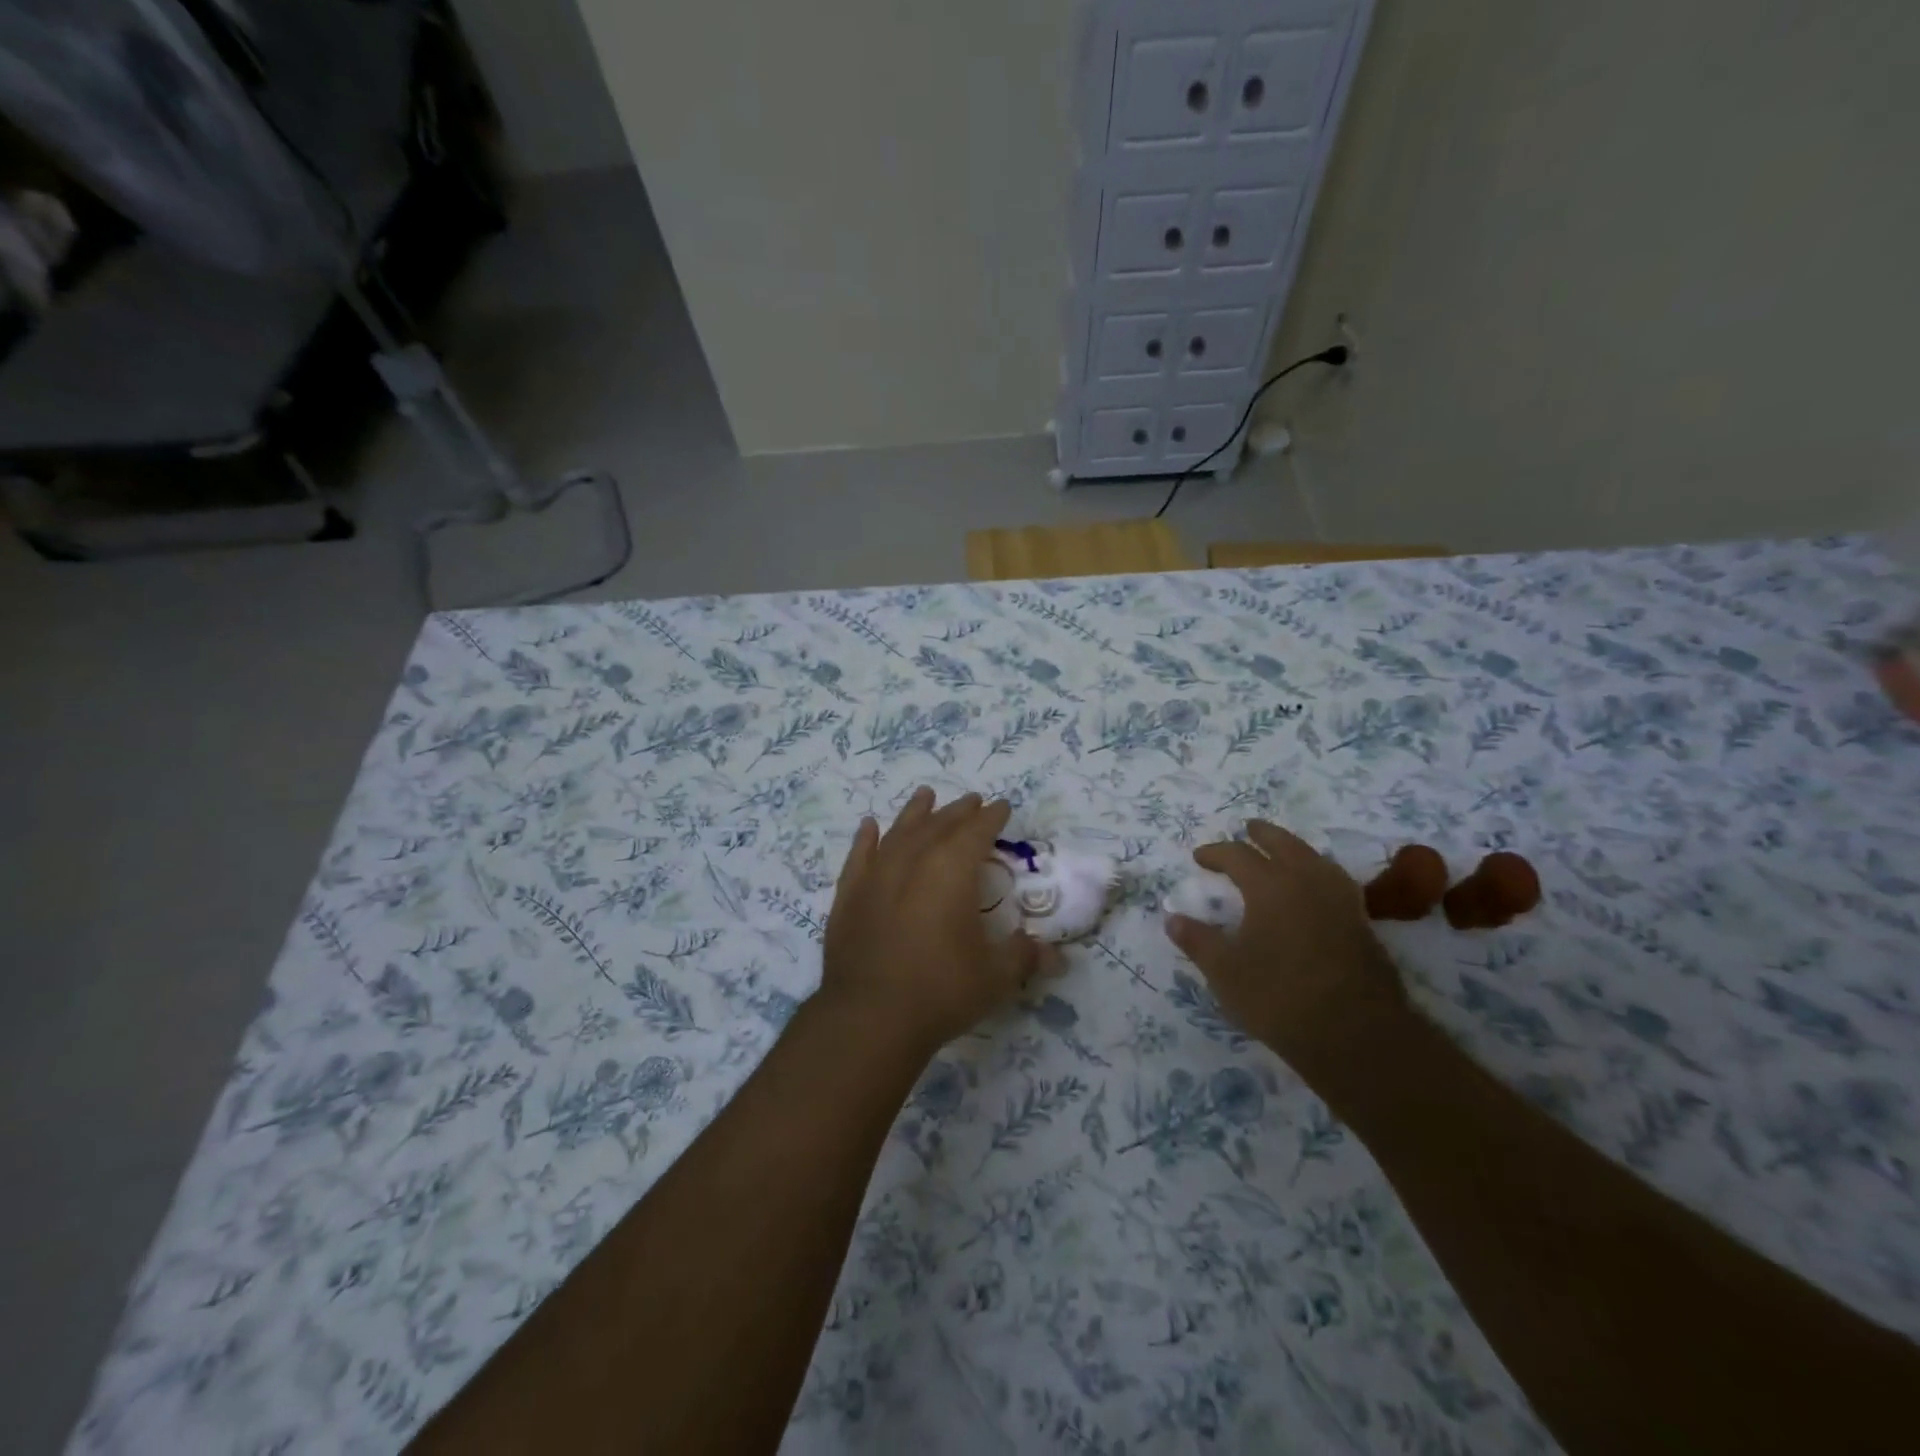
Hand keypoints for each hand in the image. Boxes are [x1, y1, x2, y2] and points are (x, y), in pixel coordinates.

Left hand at [820, 788, 1053, 1053]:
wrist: (869, 1018)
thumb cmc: (940, 991)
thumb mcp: (995, 977)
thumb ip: (1024, 957)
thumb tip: (1055, 955)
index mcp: (951, 871)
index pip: (976, 832)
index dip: (991, 817)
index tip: (1001, 806)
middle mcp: (913, 862)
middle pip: (938, 825)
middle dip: (958, 812)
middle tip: (972, 801)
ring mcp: (875, 877)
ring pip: (898, 832)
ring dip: (914, 813)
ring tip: (925, 795)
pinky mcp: (848, 897)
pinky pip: (859, 857)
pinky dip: (865, 839)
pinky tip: (869, 826)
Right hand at [1164, 821, 1408, 1087]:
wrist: (1356, 1034)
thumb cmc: (1279, 998)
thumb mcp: (1225, 972)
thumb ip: (1197, 941)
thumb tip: (1172, 917)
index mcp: (1270, 886)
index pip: (1237, 855)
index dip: (1216, 853)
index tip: (1199, 857)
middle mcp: (1306, 881)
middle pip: (1284, 843)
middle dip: (1262, 834)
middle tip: (1247, 829)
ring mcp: (1340, 900)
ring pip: (1314, 857)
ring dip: (1293, 848)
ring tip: (1281, 852)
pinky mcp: (1361, 921)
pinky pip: (1335, 880)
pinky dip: (1318, 871)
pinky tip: (1316, 886)